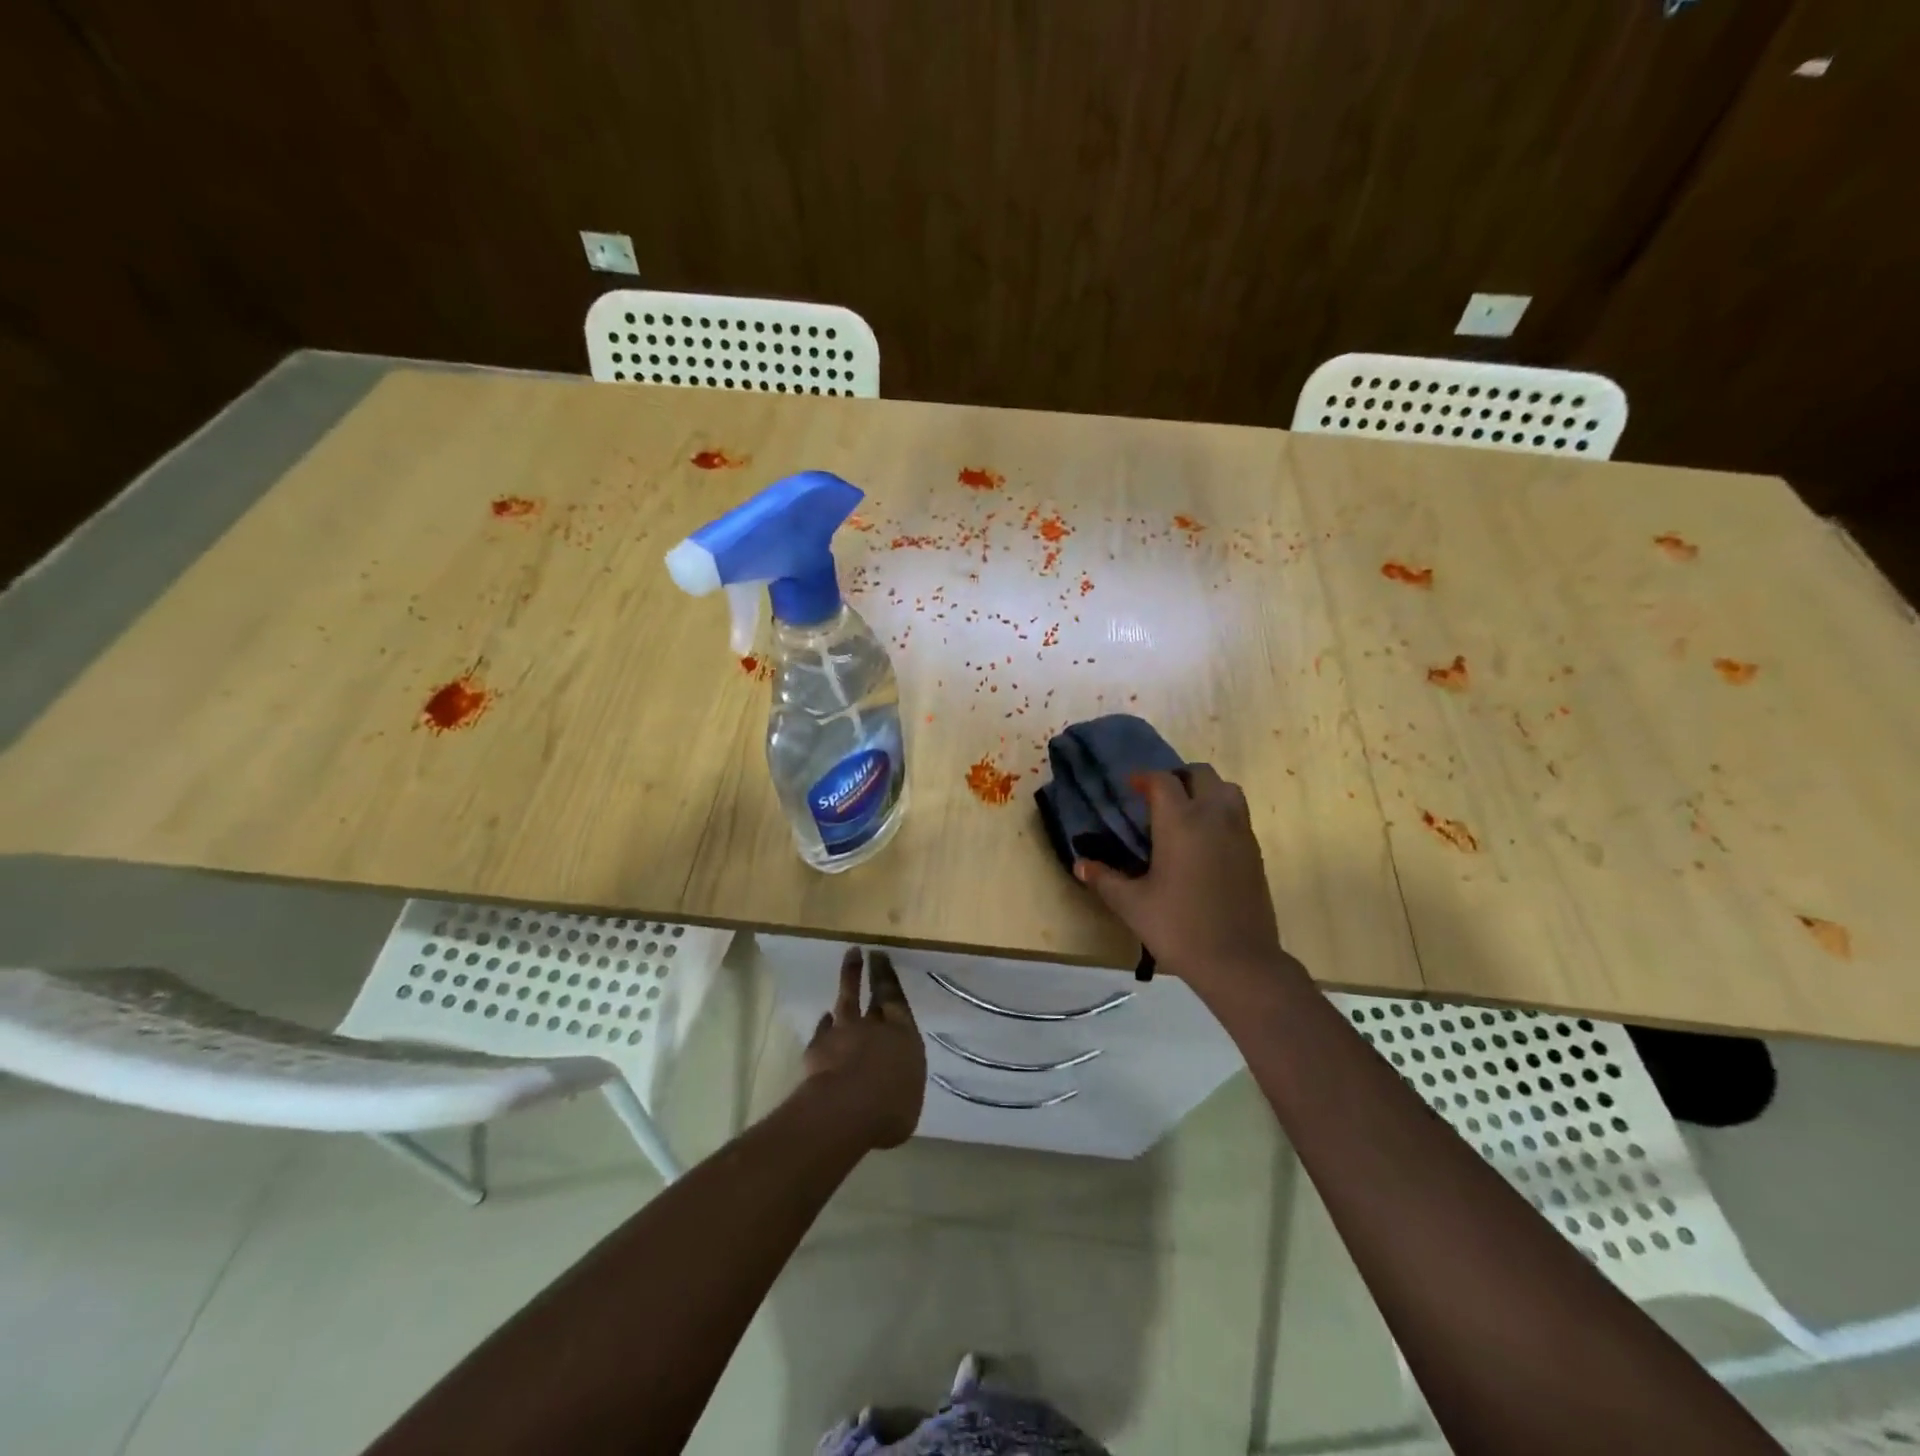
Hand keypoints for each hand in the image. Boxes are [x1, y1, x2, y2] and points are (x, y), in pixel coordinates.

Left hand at [800, 948, 925, 1149]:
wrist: (845, 1111)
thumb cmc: (889, 1110)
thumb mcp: (907, 1099)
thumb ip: (900, 1082)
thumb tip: (895, 1083)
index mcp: (904, 1036)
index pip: (897, 1000)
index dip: (890, 978)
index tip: (883, 958)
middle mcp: (875, 1027)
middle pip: (875, 993)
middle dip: (874, 972)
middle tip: (872, 952)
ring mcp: (844, 1032)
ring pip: (846, 999)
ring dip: (848, 978)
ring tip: (850, 959)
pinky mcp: (819, 1046)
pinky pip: (823, 1030)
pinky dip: (825, 1023)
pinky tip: (824, 1018)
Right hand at [1075, 766, 1286, 992]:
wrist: (1239, 962)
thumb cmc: (1179, 928)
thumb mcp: (1132, 905)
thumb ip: (1104, 879)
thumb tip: (1079, 864)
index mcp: (1181, 822)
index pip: (1163, 781)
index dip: (1144, 778)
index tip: (1130, 788)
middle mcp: (1213, 817)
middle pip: (1200, 774)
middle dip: (1177, 778)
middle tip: (1157, 798)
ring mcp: (1240, 832)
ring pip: (1226, 789)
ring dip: (1204, 790)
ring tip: (1185, 813)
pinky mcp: (1255, 852)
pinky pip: (1238, 814)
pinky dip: (1220, 812)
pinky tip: (1203, 841)